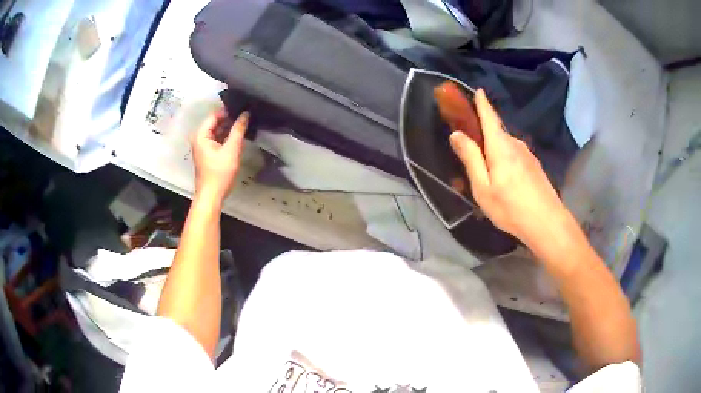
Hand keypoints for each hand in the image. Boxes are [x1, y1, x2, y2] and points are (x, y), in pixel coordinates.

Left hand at [190, 109, 248, 202]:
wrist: (211, 195)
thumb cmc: (219, 173)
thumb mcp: (231, 150)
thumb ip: (238, 130)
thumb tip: (245, 113)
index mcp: (200, 135)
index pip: (214, 115)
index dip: (228, 111)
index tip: (243, 109)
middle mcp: (199, 138)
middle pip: (215, 122)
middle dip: (229, 120)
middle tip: (246, 117)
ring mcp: (202, 146)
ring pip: (217, 131)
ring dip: (229, 129)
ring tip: (244, 125)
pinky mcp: (207, 153)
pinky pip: (217, 139)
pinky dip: (226, 138)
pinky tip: (238, 137)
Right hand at [449, 89, 572, 251]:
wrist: (547, 223)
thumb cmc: (511, 207)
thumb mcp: (483, 188)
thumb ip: (471, 159)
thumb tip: (456, 134)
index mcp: (500, 146)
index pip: (489, 117)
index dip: (482, 103)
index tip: (478, 90)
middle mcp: (515, 144)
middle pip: (496, 131)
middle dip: (483, 133)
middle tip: (471, 148)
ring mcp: (527, 154)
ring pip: (505, 145)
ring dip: (494, 149)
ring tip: (486, 171)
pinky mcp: (534, 165)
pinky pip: (514, 154)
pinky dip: (504, 158)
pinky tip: (504, 178)